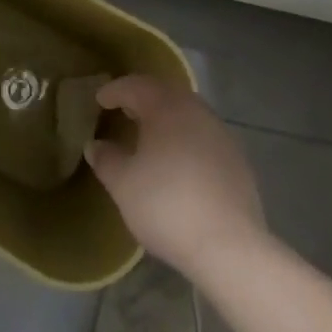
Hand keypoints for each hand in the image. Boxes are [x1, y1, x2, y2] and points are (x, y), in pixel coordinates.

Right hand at [87, 75, 267, 278]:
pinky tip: (179, 162)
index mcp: (166, 107)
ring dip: (166, 118)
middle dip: (142, 99)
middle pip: (164, 94)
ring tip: (150, 136)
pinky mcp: (237, 159)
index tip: (99, 99)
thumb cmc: (167, 206)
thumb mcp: (124, 185)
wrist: (229, 246)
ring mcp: (220, 133)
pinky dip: (185, 138)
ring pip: (187, 113)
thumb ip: (106, 160)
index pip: (135, 85)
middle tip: (124, 110)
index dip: (115, 90)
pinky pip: (203, 136)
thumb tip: (95, 145)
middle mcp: (196, 110)